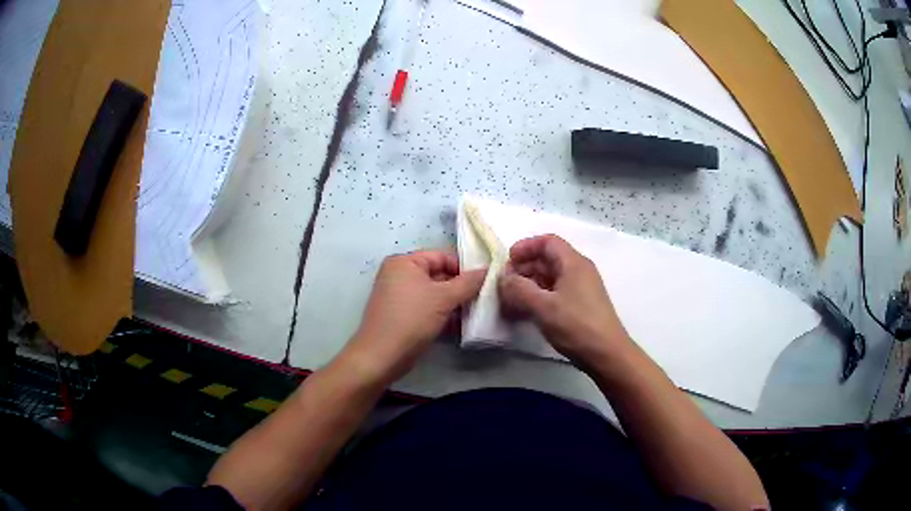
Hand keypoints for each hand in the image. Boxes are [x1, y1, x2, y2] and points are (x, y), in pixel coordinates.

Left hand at [344, 251, 484, 383]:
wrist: (382, 356)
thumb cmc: (412, 319)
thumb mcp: (444, 298)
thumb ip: (468, 282)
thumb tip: (488, 270)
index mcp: (404, 262)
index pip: (442, 256)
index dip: (463, 268)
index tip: (483, 284)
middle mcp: (398, 274)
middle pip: (438, 275)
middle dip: (460, 289)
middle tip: (481, 301)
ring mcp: (398, 296)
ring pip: (434, 294)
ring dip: (453, 304)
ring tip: (473, 315)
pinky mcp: (401, 315)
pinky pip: (426, 309)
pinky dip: (441, 315)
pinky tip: (458, 327)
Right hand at [498, 234, 630, 367]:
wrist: (606, 354)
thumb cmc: (576, 326)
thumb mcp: (543, 307)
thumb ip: (519, 289)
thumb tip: (503, 279)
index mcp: (573, 263)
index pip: (547, 242)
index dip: (525, 247)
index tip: (507, 262)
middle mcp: (579, 271)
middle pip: (547, 259)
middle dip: (524, 268)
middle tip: (504, 284)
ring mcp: (581, 289)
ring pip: (550, 277)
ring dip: (529, 284)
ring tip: (510, 300)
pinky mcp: (580, 305)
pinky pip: (555, 292)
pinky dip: (538, 297)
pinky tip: (525, 312)